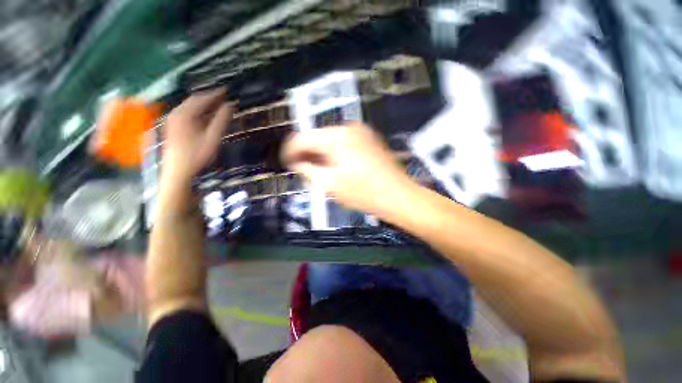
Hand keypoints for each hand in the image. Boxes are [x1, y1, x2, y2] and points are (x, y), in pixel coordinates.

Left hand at [163, 89, 233, 181]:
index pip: (202, 98)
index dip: (216, 94)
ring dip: (204, 104)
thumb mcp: (213, 138)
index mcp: (185, 114)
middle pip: (195, 100)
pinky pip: (187, 113)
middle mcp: (177, 113)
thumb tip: (230, 105)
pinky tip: (206, 116)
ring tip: (218, 105)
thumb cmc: (197, 155)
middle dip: (210, 97)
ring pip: (190, 106)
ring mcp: (173, 120)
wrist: (178, 171)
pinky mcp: (173, 126)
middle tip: (224, 97)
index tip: (227, 90)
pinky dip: (199, 111)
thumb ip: (221, 120)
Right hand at [281, 123, 412, 214]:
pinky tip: (335, 165)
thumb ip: (308, 170)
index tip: (287, 163)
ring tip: (318, 169)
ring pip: (331, 139)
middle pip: (317, 136)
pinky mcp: (369, 138)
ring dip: (321, 152)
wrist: (398, 196)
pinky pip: (344, 141)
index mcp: (335, 137)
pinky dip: (335, 152)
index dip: (291, 151)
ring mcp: (361, 132)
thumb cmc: (363, 193)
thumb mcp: (329, 184)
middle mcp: (348, 128)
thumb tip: (297, 163)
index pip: (303, 138)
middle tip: (302, 169)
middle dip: (307, 152)